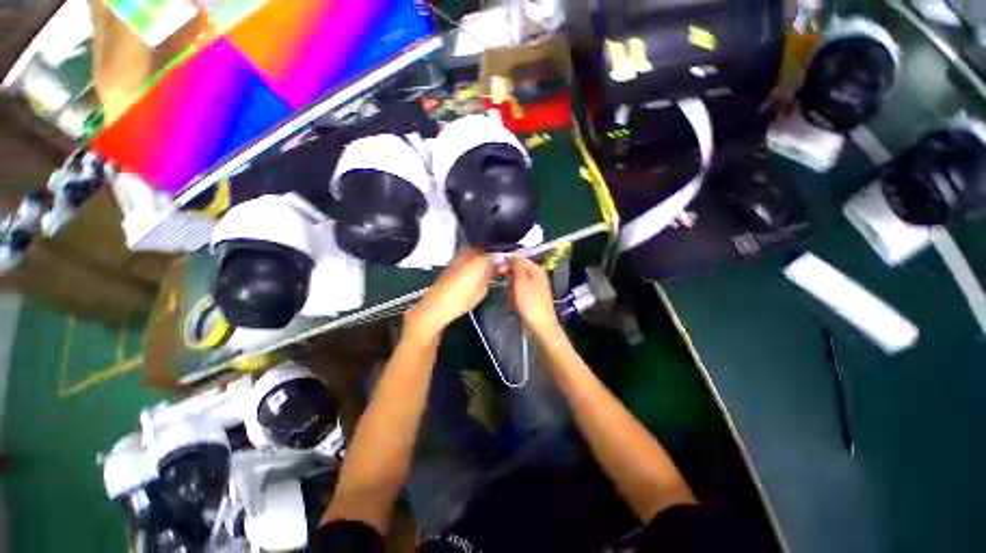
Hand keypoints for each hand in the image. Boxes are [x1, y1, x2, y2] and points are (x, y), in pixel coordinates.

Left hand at [406, 250, 493, 340]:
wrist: (436, 305)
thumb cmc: (462, 300)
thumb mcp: (482, 290)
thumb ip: (490, 275)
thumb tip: (496, 267)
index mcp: (478, 259)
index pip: (494, 253)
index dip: (499, 259)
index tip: (502, 266)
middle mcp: (467, 254)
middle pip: (482, 250)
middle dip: (488, 257)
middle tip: (493, 268)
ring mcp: (457, 258)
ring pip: (472, 253)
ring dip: (478, 259)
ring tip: (482, 271)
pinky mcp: (450, 264)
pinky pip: (464, 258)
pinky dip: (470, 262)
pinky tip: (471, 273)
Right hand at [504, 256, 560, 336]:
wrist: (539, 325)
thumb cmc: (530, 302)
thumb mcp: (521, 281)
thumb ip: (517, 266)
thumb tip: (512, 255)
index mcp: (536, 269)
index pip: (519, 259)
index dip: (507, 262)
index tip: (497, 269)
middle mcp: (536, 276)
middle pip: (518, 270)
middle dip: (509, 277)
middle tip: (505, 285)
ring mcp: (534, 287)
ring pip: (516, 282)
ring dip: (510, 288)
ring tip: (510, 296)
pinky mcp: (530, 297)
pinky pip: (518, 292)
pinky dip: (514, 296)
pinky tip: (512, 302)